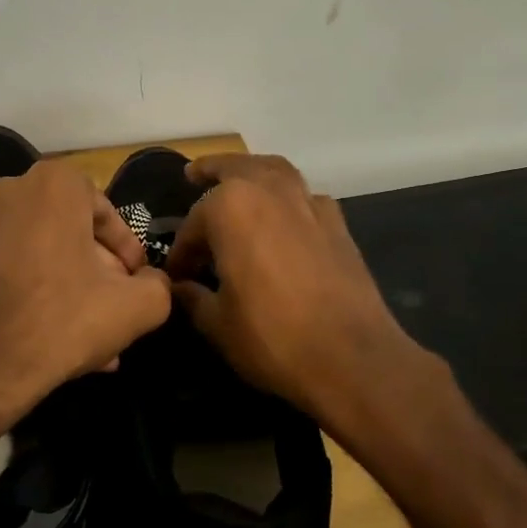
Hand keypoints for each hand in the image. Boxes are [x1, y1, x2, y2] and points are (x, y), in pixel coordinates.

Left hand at [0, 159, 171, 430]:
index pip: (107, 212)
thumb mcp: (137, 306)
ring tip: (98, 336)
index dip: (128, 251)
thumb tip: (152, 282)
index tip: (136, 283)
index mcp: (53, 185)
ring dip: (75, 289)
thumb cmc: (64, 319)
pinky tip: (62, 339)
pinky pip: (18, 270)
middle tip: (117, 308)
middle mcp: (12, 192)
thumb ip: (158, 285)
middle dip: (100, 273)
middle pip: (74, 234)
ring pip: (46, 255)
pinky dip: (41, 294)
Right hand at [166, 154, 420, 431]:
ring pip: (275, 172)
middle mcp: (270, 191)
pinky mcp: (337, 224)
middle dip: (212, 172)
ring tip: (239, 179)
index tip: (174, 276)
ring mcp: (309, 204)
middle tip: (194, 174)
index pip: (193, 224)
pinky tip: (284, 217)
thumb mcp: (217, 323)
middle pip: (236, 169)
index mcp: (231, 208)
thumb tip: (177, 287)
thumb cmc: (272, 337)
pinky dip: (289, 197)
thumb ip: (192, 297)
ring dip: (253, 172)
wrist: (352, 358)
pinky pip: (305, 197)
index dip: (181, 251)